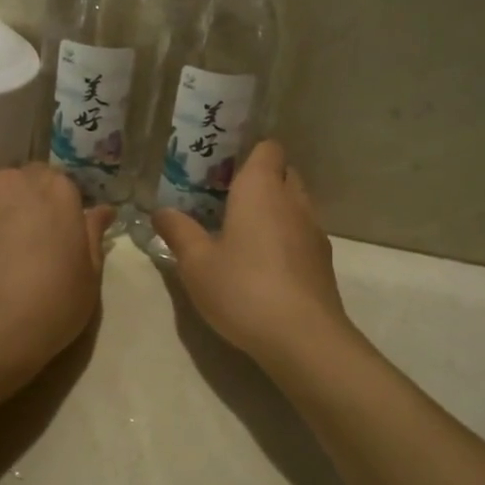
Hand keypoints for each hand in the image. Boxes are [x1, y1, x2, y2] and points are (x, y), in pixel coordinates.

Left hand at [0, 164, 113, 398]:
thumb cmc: (51, 306)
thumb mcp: (89, 277)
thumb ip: (93, 235)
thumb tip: (102, 210)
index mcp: (54, 190)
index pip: (57, 182)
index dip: (56, 207)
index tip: (56, 233)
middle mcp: (10, 182)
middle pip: (18, 184)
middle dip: (21, 205)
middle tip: (23, 245)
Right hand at [153, 141, 354, 366]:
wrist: (302, 337)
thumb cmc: (243, 289)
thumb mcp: (196, 263)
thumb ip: (178, 232)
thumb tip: (161, 211)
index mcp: (261, 188)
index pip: (268, 147)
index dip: (249, 153)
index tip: (222, 171)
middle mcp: (293, 200)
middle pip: (283, 173)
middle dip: (260, 181)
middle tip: (226, 202)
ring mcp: (314, 231)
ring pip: (295, 204)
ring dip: (274, 212)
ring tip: (243, 235)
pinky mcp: (323, 261)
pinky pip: (303, 233)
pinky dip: (286, 238)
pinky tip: (264, 265)